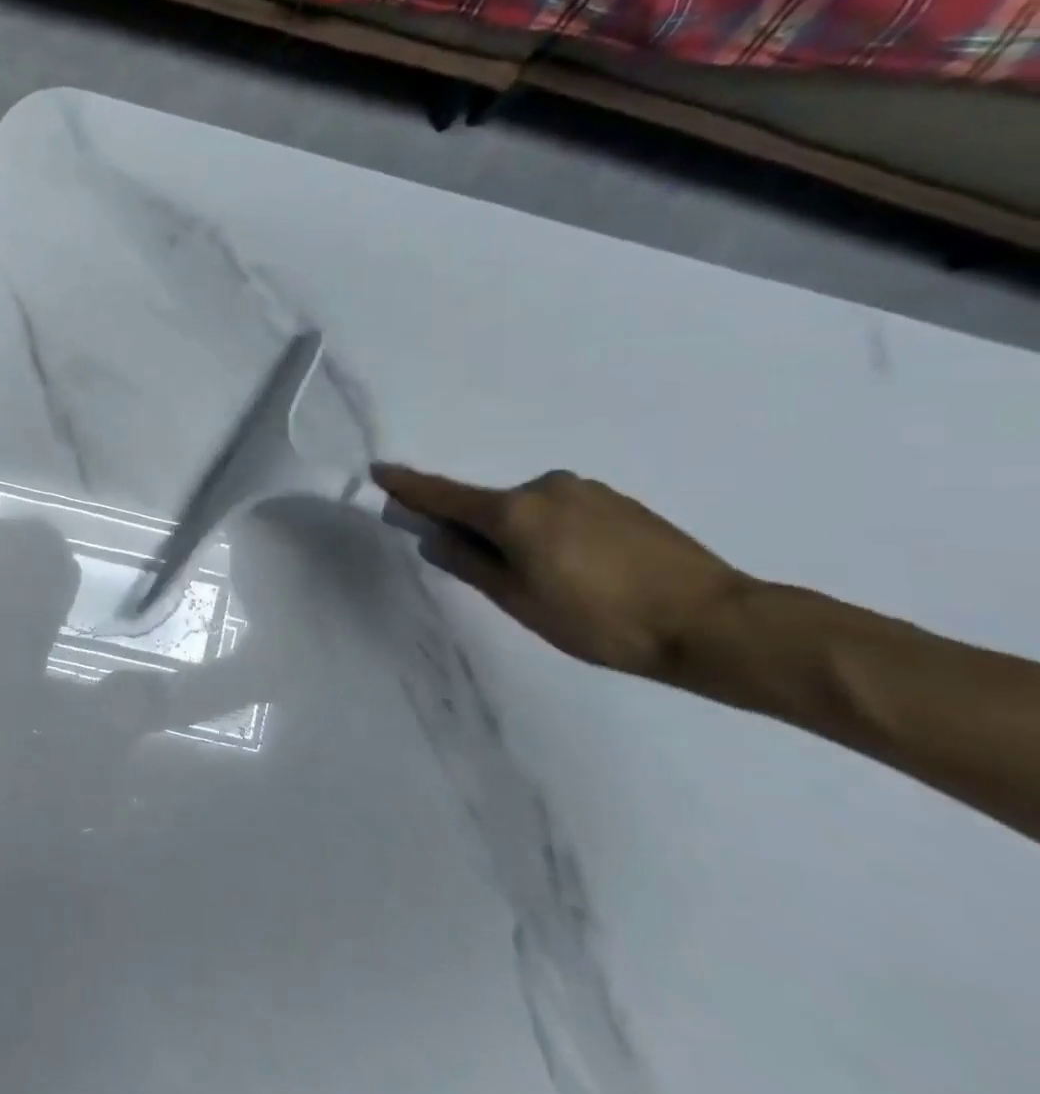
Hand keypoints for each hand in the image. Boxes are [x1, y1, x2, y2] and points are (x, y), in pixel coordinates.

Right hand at [374, 465, 746, 678]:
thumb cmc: (600, 619)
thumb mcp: (519, 601)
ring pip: (530, 512)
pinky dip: (554, 535)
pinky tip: (585, 572)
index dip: (409, 488)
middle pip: (490, 506)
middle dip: (479, 532)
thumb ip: (470, 563)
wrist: (713, 621)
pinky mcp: (619, 502)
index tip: (380, 472)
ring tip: (554, 585)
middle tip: (494, 577)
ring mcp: (586, 491)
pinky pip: (564, 514)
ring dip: (521, 537)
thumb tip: (435, 537)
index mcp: (514, 511)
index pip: (444, 495)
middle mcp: (545, 487)